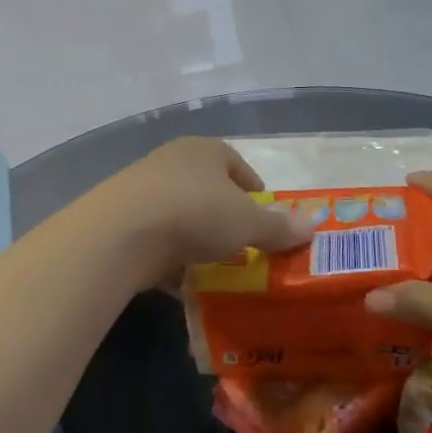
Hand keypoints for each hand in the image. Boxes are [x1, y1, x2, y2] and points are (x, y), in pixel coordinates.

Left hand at [96, 138, 311, 285]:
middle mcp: (171, 162)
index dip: (252, 186)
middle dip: (223, 214)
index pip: (235, 162)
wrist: (120, 233)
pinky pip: (154, 238)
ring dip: (194, 237)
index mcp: (204, 150)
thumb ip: (277, 226)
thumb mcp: (246, 223)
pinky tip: (180, 281)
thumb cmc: (194, 213)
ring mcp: (141, 189)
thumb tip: (311, 224)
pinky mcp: (120, 220)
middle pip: (205, 187)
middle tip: (241, 242)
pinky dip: (168, 257)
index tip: (263, 211)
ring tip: (213, 265)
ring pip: (178, 213)